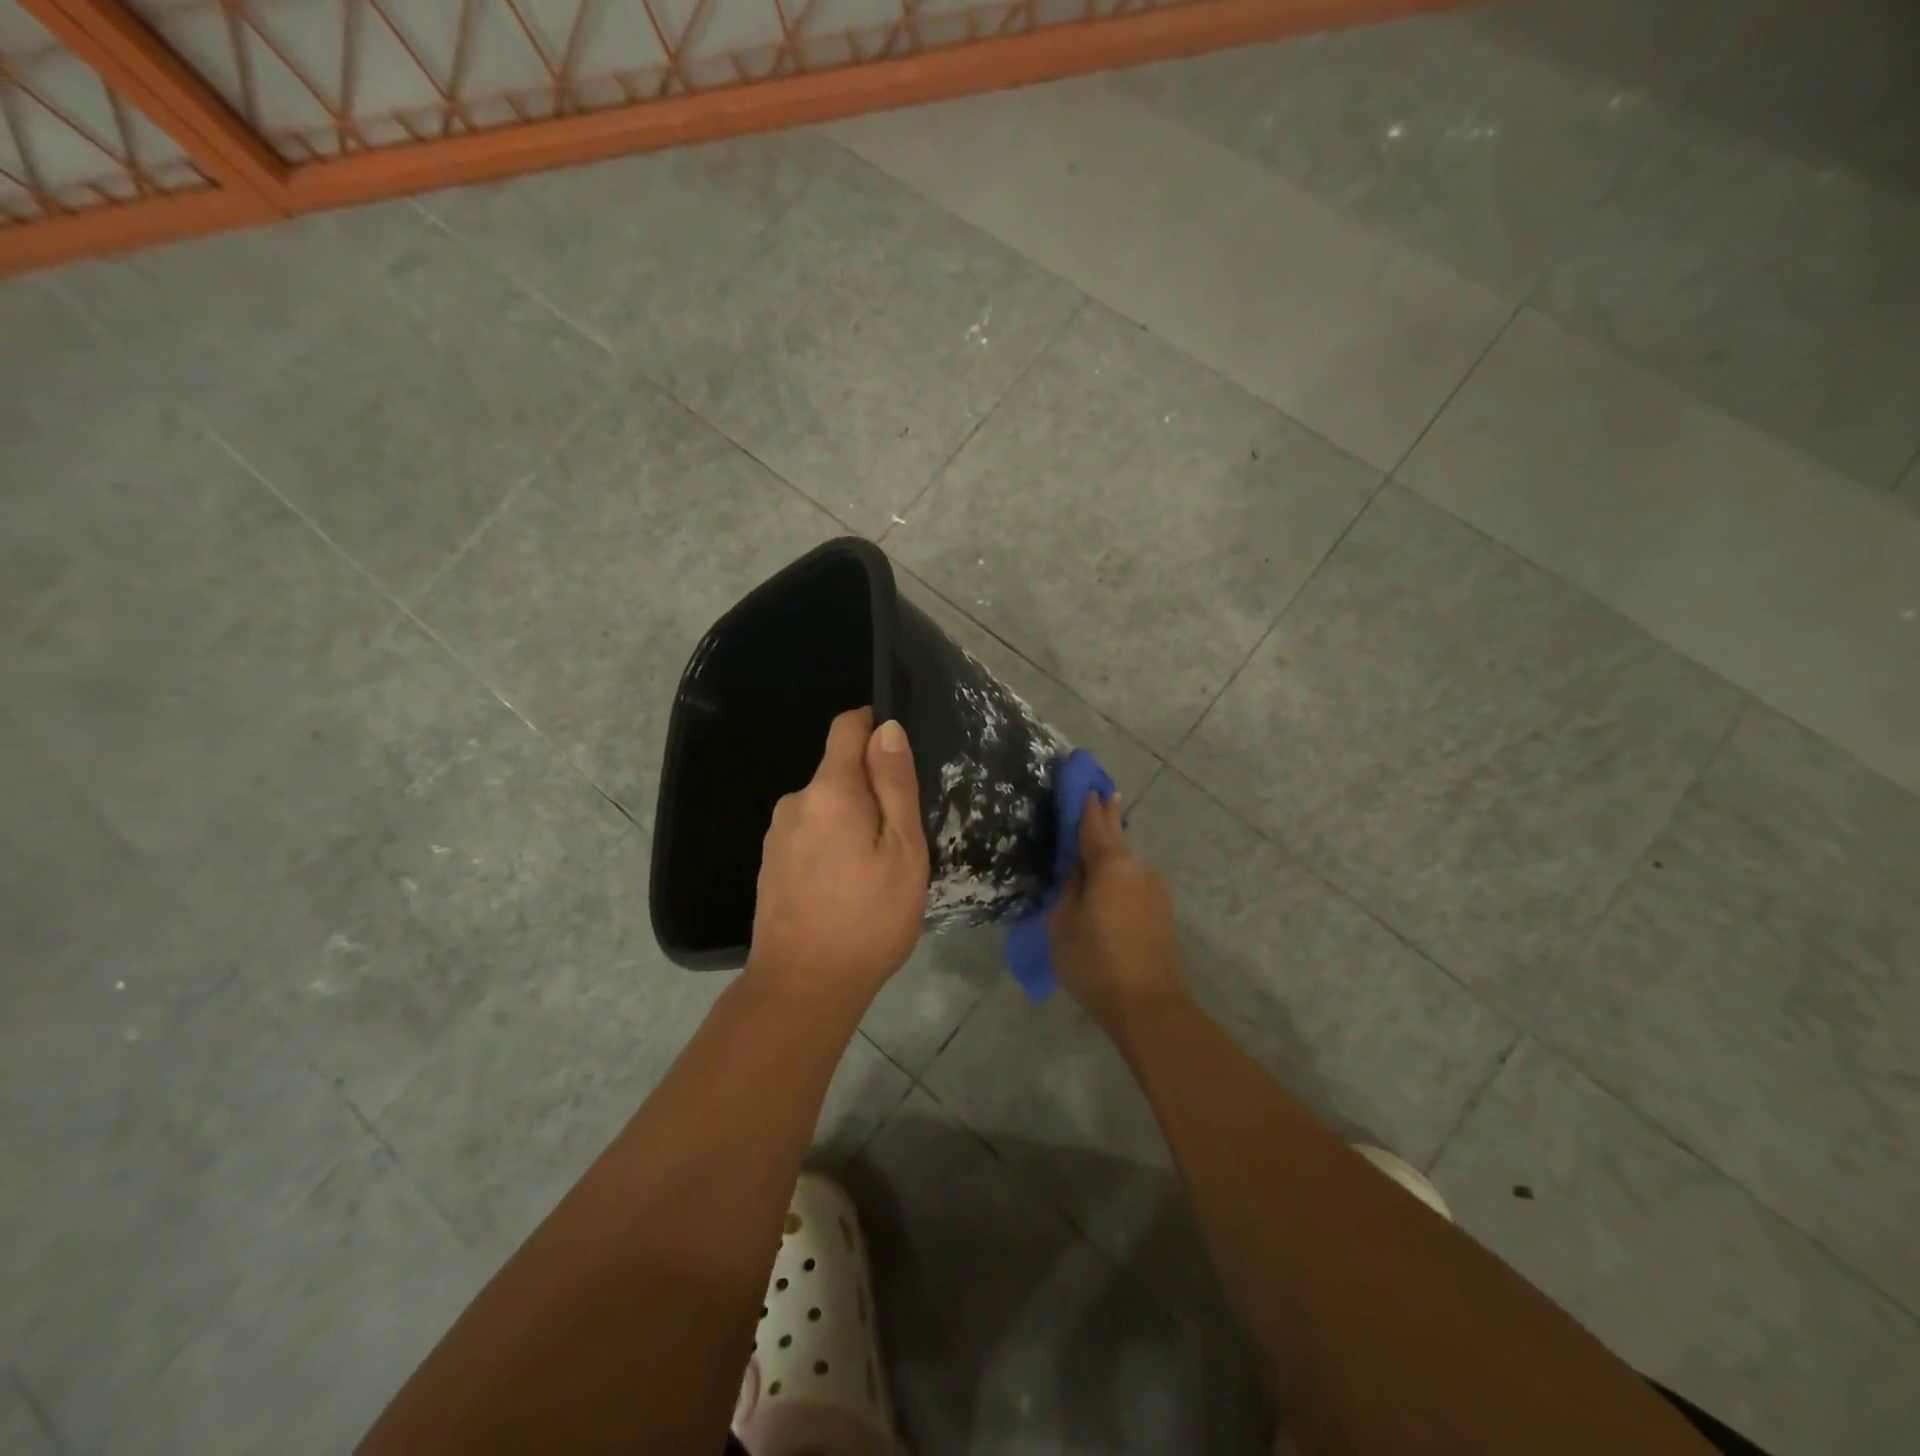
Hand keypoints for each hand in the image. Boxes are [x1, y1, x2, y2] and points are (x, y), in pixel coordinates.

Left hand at [749, 708, 929, 1005]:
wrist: (803, 986)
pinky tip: (848, 884)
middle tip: (902, 837)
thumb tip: (887, 728)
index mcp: (829, 790)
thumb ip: (894, 784)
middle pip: (839, 770)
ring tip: (878, 867)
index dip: (876, 727)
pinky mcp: (771, 862)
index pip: (847, 727)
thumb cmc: (867, 916)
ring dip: (853, 820)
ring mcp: (778, 834)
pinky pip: (811, 832)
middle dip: (872, 788)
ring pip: (827, 805)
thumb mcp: (902, 849)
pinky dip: (834, 843)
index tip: (901, 758)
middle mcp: (796, 801)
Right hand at [1049, 794, 1184, 1036]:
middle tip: (1100, 792)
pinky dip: (1119, 873)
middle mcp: (1138, 868)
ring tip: (1096, 842)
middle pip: (1116, 836)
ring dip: (1112, 849)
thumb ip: (1069, 886)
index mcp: (1111, 865)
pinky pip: (1133, 880)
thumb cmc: (1094, 961)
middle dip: (1106, 815)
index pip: (1094, 823)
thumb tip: (1077, 867)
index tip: (1085, 781)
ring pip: (1126, 861)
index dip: (1087, 803)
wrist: (1146, 1006)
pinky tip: (1109, 881)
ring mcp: (1154, 889)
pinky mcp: (1161, 910)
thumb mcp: (1063, 922)